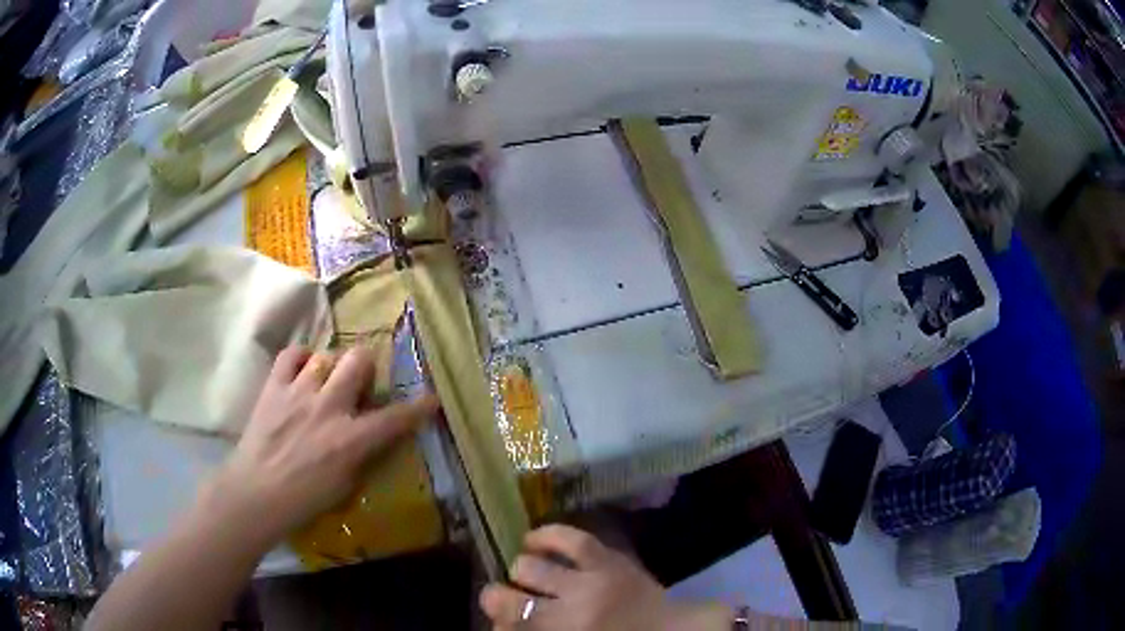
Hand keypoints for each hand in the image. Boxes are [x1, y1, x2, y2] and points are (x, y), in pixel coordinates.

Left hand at [201, 346, 438, 548]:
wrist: (256, 494)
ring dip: (332, 368)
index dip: (419, 407)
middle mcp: (328, 408)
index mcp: (350, 439)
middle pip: (358, 361)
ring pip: (326, 356)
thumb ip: (363, 453)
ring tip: (327, 382)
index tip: (432, 398)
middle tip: (360, 383)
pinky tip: (303, 371)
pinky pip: (292, 355)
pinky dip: (301, 359)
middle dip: (366, 368)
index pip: (395, 418)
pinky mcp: (274, 388)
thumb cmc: (304, 500)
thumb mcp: (346, 485)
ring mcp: (298, 393)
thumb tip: (372, 434)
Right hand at [480, 525, 731, 630]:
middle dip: (497, 598)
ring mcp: (590, 583)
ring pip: (530, 568)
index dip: (495, 621)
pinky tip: (532, 538)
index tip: (497, 618)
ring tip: (522, 570)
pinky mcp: (609, 561)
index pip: (510, 626)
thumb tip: (501, 623)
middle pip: (510, 600)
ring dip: (520, 571)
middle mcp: (569, 612)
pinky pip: (572, 540)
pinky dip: (546, 535)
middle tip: (502, 597)